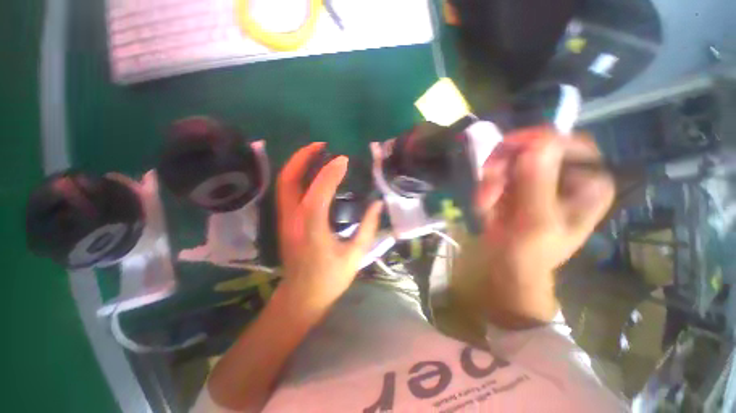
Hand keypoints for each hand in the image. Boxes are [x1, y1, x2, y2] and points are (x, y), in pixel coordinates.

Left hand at [276, 143, 382, 313]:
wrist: (301, 297)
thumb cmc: (330, 279)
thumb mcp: (356, 256)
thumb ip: (368, 228)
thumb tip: (377, 204)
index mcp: (312, 233)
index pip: (317, 196)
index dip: (329, 175)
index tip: (344, 161)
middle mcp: (293, 222)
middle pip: (289, 181)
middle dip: (303, 158)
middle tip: (322, 145)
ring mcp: (284, 220)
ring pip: (284, 183)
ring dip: (298, 163)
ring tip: (316, 152)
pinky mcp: (284, 221)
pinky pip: (287, 190)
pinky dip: (298, 175)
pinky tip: (312, 171)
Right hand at [473, 128, 614, 326]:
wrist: (508, 265)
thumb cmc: (529, 252)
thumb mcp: (536, 222)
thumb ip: (538, 185)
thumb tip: (540, 143)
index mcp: (589, 183)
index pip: (571, 143)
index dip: (539, 140)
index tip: (507, 148)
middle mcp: (567, 175)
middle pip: (535, 148)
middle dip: (505, 165)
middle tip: (487, 184)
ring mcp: (539, 178)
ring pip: (511, 159)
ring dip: (491, 179)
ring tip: (484, 203)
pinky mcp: (518, 183)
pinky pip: (498, 172)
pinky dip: (486, 186)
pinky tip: (485, 205)